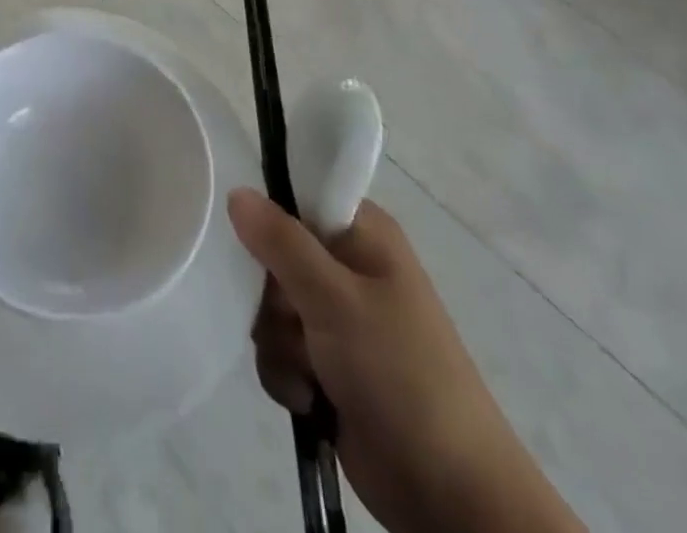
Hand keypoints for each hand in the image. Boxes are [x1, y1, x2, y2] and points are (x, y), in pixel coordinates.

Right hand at [229, 189, 583, 532]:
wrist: (450, 495)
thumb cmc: (399, 374)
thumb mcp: (336, 299)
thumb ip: (282, 242)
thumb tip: (236, 191)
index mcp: (362, 234)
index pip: (297, 197)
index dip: (270, 219)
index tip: (259, 250)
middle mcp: (348, 267)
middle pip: (274, 256)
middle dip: (273, 298)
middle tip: (293, 321)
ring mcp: (338, 318)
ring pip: (271, 308)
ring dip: (279, 343)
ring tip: (309, 372)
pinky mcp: (329, 365)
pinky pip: (280, 350)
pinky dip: (286, 374)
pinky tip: (309, 399)